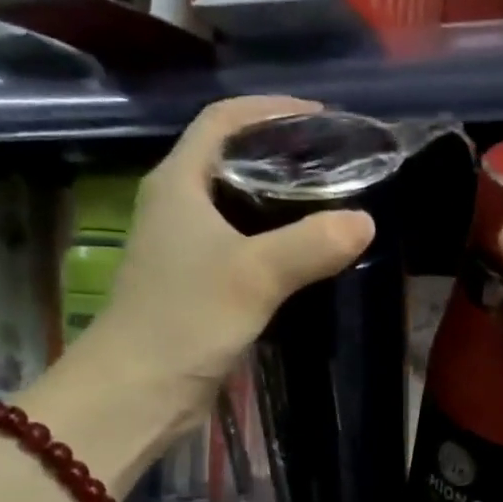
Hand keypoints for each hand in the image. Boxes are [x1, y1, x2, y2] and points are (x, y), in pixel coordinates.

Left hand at [89, 94, 374, 420]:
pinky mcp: (197, 284)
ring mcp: (184, 247)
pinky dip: (275, 240)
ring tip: (331, 202)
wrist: (138, 390)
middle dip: (282, 153)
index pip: (223, 121)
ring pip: (238, 205)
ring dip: (280, 199)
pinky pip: (242, 245)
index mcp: (179, 183)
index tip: (321, 118)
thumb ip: (311, 245)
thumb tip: (365, 221)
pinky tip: (306, 254)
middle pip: (232, 159)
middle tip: (336, 162)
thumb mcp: (253, 276)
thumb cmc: (185, 319)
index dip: (270, 110)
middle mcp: (178, 206)